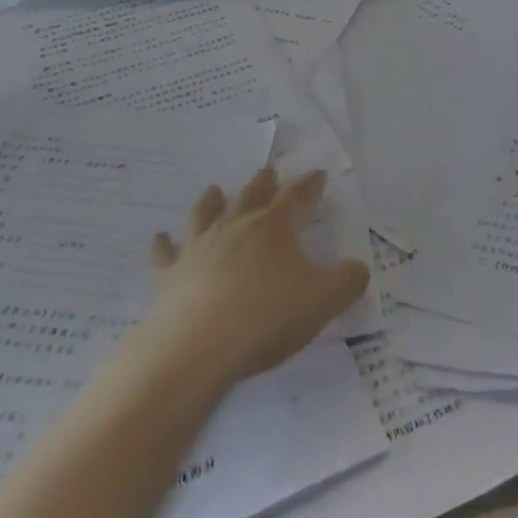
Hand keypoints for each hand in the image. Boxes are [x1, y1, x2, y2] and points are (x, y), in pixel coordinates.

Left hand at [143, 167, 370, 390]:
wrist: (196, 346)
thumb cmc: (266, 318)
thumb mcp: (323, 301)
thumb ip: (347, 281)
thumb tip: (358, 267)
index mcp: (275, 227)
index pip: (298, 197)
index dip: (310, 185)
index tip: (318, 174)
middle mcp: (237, 226)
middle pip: (252, 195)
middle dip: (264, 183)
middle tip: (269, 171)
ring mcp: (200, 246)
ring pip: (207, 213)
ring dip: (212, 200)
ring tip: (215, 188)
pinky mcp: (171, 273)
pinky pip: (166, 253)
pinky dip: (163, 244)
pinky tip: (159, 237)